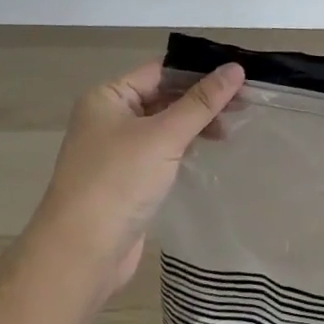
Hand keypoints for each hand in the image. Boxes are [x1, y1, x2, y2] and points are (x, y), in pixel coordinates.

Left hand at [29, 60, 244, 294]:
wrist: (80, 255)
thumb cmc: (118, 182)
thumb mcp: (164, 136)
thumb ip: (202, 102)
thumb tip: (236, 68)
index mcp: (108, 97)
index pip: (160, 71)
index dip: (199, 71)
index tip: (238, 75)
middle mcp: (108, 118)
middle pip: (163, 96)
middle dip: (201, 100)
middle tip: (243, 104)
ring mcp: (115, 150)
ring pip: (164, 125)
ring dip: (195, 124)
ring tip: (230, 131)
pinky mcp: (126, 179)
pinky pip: (160, 152)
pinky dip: (184, 147)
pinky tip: (208, 151)